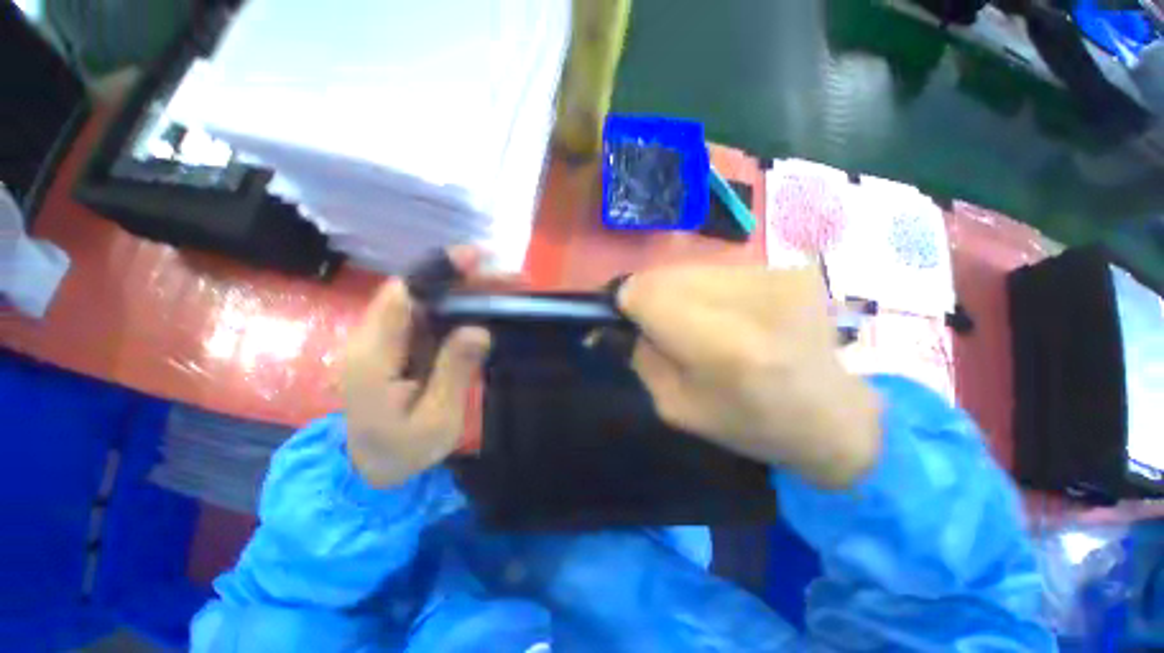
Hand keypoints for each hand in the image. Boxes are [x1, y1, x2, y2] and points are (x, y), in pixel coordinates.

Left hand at [340, 248, 492, 487]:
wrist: (374, 467)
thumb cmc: (403, 450)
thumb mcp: (436, 420)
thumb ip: (454, 373)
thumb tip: (479, 329)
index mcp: (374, 356)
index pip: (401, 297)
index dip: (437, 270)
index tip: (476, 258)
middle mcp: (374, 338)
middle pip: (418, 290)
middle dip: (463, 278)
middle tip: (509, 278)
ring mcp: (387, 339)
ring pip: (427, 299)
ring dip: (466, 288)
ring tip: (507, 287)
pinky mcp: (401, 344)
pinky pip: (432, 314)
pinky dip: (461, 305)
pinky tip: (487, 304)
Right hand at [617, 265, 881, 488]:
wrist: (834, 415)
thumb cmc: (750, 422)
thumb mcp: (676, 407)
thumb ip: (641, 357)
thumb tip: (623, 321)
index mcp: (721, 346)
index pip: (646, 292)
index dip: (626, 301)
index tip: (628, 319)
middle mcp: (750, 299)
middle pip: (665, 273)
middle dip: (650, 296)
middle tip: (662, 325)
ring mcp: (776, 275)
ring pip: (690, 267)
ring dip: (679, 292)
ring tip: (698, 321)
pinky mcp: (789, 267)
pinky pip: (719, 269)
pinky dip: (708, 289)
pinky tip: (727, 314)